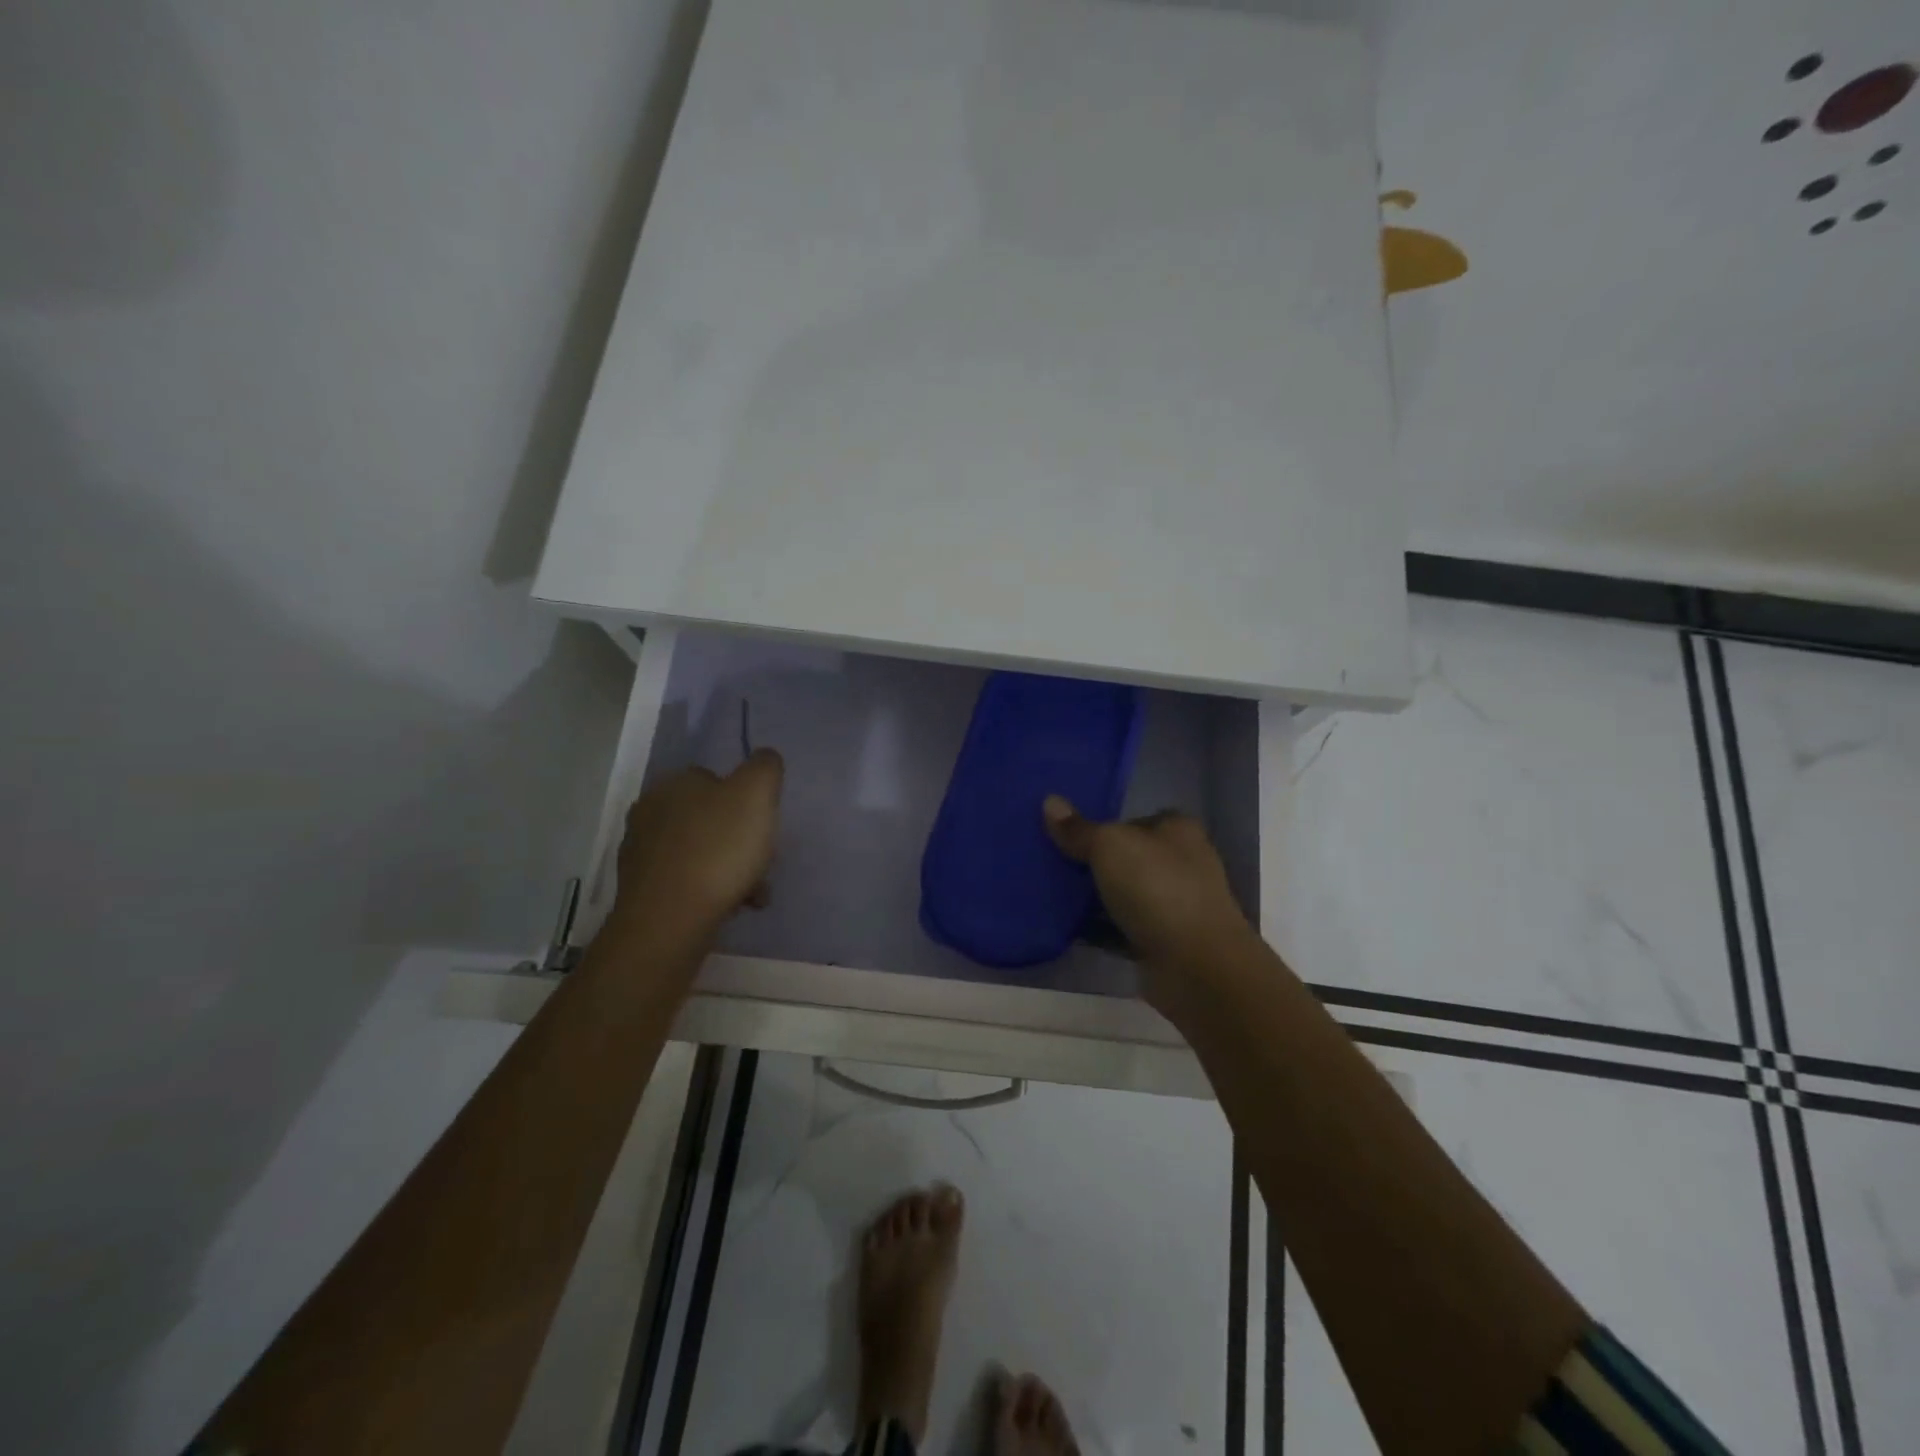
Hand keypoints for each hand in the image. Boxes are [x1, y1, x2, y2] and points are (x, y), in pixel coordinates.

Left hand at [612, 750, 784, 931]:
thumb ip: (764, 768)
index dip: (744, 801)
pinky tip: (730, 908)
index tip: (763, 826)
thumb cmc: (718, 850)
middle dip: (739, 839)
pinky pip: (687, 882)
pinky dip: (710, 891)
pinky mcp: (641, 891)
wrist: (670, 922)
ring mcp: (641, 854)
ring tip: (752, 894)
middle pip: (709, 819)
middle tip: (761, 862)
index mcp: (673, 783)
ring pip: (700, 852)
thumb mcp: (756, 794)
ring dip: (729, 868)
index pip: (714, 779)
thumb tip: (764, 759)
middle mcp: (649, 812)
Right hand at [1043, 795, 1254, 976]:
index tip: (1066, 833)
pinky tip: (1066, 926)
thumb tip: (1050, 801)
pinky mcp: (1162, 941)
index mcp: (1177, 831)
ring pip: (1123, 893)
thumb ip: (1079, 829)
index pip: (1135, 819)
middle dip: (1093, 861)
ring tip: (1049, 892)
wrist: (1195, 965)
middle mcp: (1180, 864)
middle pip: (1127, 857)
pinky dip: (1099, 929)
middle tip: (1051, 862)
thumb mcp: (1110, 846)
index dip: (1103, 824)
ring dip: (1093, 897)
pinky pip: (1121, 928)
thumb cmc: (1157, 888)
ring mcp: (1174, 905)